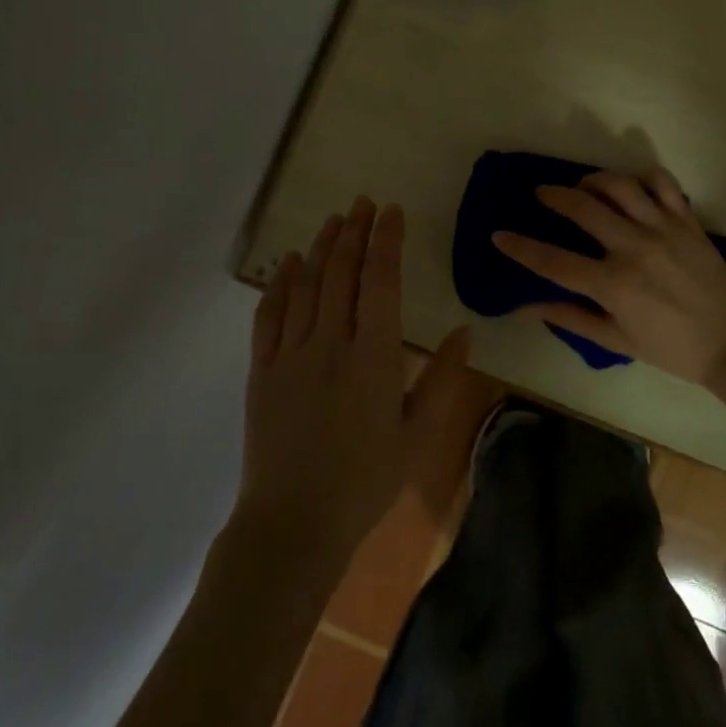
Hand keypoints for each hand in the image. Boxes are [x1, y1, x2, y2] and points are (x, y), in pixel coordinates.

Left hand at [240, 197, 475, 566]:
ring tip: (335, 219)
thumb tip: (463, 330)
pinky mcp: (262, 370)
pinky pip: (269, 314)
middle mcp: (330, 344)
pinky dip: (280, 282)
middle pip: (342, 273)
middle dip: (355, 232)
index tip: (391, 211)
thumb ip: (443, 379)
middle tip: (364, 202)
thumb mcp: (419, 435)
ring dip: (322, 248)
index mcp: (374, 357)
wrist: (293, 524)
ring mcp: (290, 355)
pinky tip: (290, 262)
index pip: (380, 282)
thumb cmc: (366, 482)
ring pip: (307, 285)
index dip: (386, 241)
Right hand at [491, 168, 725, 387]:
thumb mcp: (616, 340)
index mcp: (613, 284)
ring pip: (620, 186)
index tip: (498, 235)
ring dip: (594, 179)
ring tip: (583, 186)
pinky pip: (663, 183)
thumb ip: (570, 318)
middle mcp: (634, 248)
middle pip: (583, 208)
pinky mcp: (687, 220)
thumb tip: (526, 306)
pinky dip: (643, 176)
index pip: (554, 261)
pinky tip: (631, 185)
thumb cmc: (671, 348)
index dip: (521, 247)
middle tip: (542, 194)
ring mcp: (664, 229)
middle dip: (554, 196)